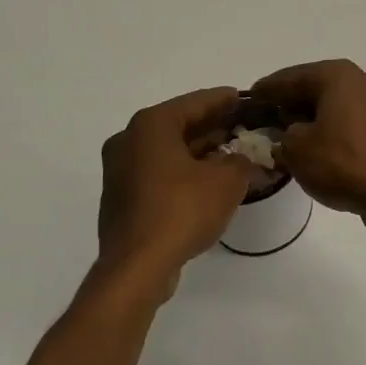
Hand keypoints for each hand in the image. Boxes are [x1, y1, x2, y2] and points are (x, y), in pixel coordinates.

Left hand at [95, 87, 251, 299]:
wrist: (137, 267)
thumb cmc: (181, 210)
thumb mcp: (227, 182)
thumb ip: (242, 161)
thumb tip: (245, 159)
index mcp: (151, 125)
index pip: (195, 102)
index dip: (224, 100)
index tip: (244, 97)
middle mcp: (129, 140)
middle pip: (179, 125)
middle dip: (212, 127)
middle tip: (242, 128)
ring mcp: (120, 170)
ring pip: (168, 151)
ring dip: (199, 152)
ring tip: (231, 155)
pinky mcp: (121, 197)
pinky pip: (158, 173)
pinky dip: (183, 172)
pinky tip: (207, 182)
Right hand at [248, 60, 365, 239]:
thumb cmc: (344, 164)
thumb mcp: (296, 150)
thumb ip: (281, 136)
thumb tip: (287, 134)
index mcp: (338, 76)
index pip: (291, 77)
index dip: (266, 90)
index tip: (248, 99)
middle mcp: (362, 81)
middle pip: (315, 88)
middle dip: (289, 104)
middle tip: (265, 119)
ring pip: (335, 106)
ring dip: (311, 119)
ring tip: (287, 137)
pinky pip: (351, 123)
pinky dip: (331, 131)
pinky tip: (317, 149)